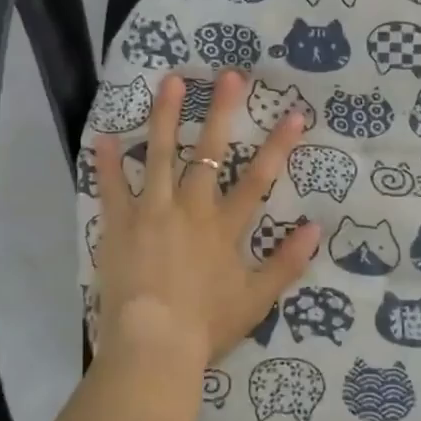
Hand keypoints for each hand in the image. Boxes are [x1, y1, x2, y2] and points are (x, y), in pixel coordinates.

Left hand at [92, 70, 320, 369]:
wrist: (152, 346)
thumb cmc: (206, 325)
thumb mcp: (257, 299)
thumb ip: (287, 262)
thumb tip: (316, 227)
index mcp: (224, 226)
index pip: (259, 178)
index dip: (279, 145)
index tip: (294, 113)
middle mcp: (190, 208)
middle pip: (209, 152)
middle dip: (222, 111)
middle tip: (229, 74)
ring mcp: (152, 212)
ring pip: (160, 154)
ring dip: (166, 116)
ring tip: (171, 81)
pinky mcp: (119, 225)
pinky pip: (111, 187)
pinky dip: (107, 163)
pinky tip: (103, 135)